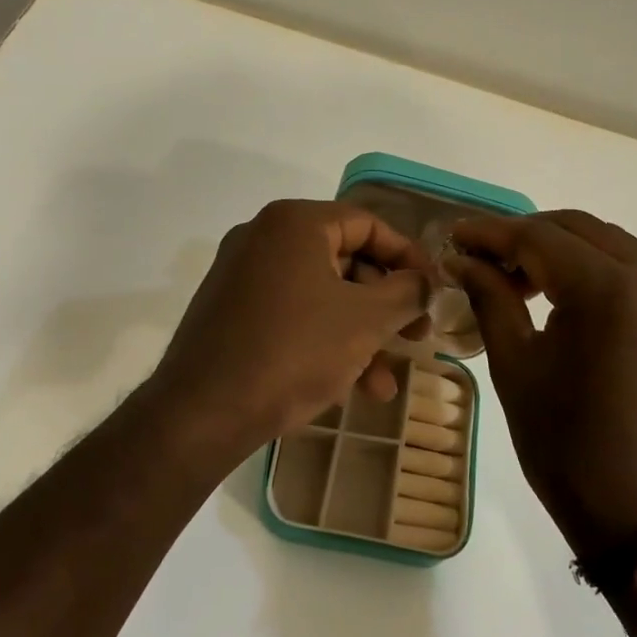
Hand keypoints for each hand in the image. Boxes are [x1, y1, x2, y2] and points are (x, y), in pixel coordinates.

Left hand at [144, 199, 432, 461]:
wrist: (202, 413)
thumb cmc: (293, 352)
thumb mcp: (365, 321)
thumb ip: (407, 292)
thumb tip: (428, 282)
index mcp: (294, 223)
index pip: (369, 224)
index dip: (409, 258)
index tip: (434, 292)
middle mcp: (264, 238)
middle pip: (345, 262)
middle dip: (386, 307)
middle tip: (416, 339)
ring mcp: (242, 275)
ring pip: (321, 296)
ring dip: (359, 337)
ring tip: (383, 386)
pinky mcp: (230, 312)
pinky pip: (292, 315)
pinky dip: (323, 342)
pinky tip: (347, 387)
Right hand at [449, 210, 636, 557]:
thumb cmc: (567, 446)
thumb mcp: (515, 367)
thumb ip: (490, 298)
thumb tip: (462, 260)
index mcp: (609, 290)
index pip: (539, 237)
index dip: (491, 233)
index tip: (454, 236)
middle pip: (580, 229)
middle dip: (527, 235)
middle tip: (483, 258)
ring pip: (611, 247)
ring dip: (563, 251)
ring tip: (520, 280)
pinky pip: (636, 275)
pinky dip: (596, 272)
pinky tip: (566, 301)